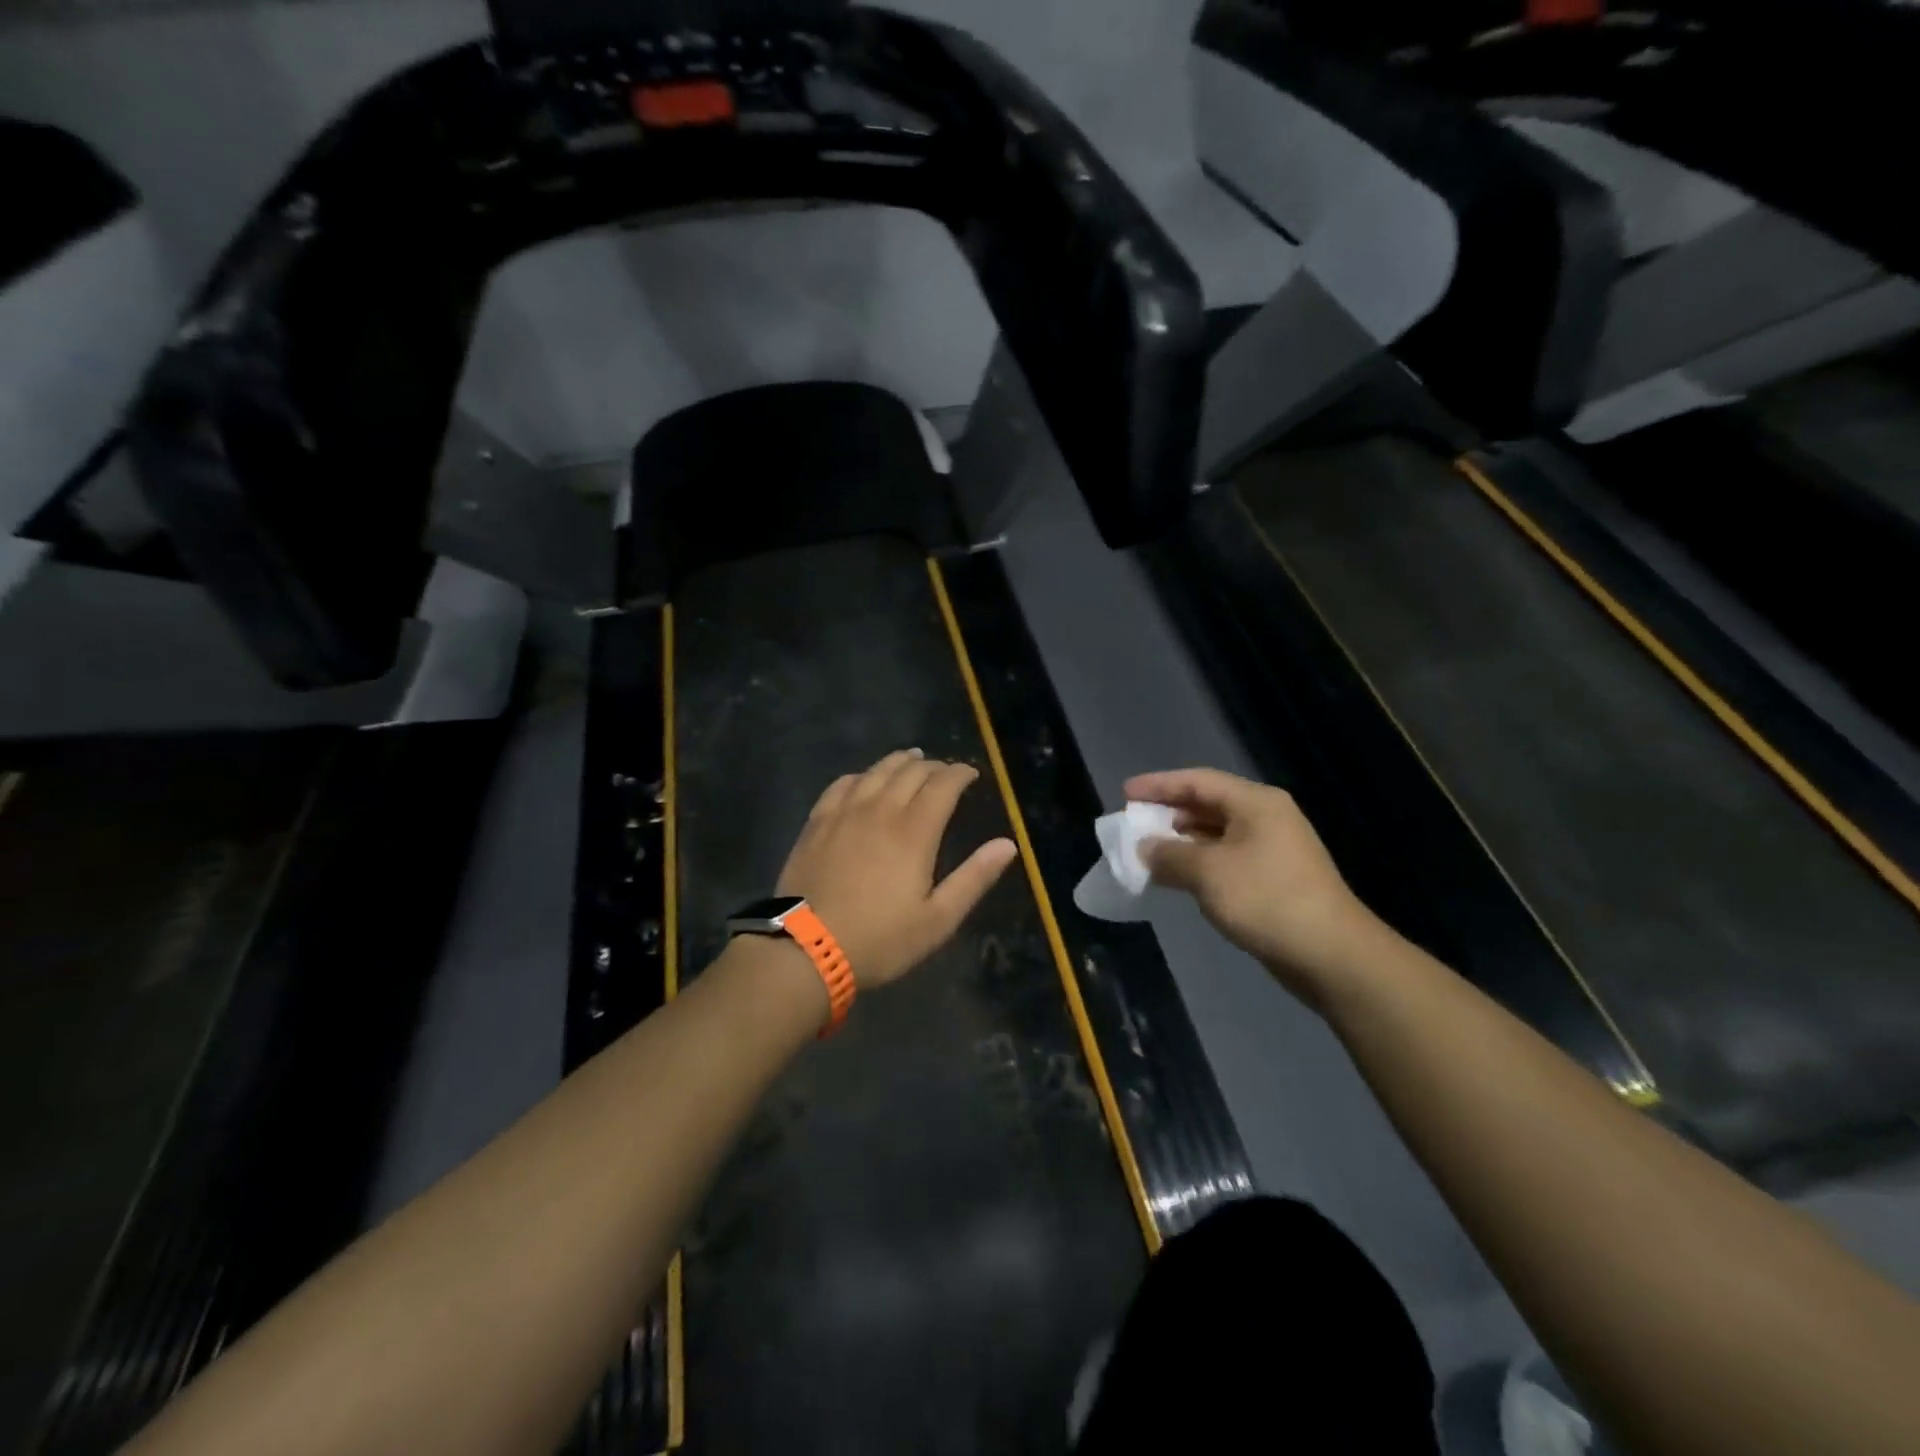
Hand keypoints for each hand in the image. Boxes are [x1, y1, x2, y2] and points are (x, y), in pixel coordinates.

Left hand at [778, 749, 1019, 989]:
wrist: (806, 950)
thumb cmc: (880, 939)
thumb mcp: (938, 920)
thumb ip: (974, 878)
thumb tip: (1007, 845)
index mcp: (914, 832)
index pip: (943, 785)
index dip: (960, 773)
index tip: (970, 774)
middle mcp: (880, 810)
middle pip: (911, 771)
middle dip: (933, 766)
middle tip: (945, 772)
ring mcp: (844, 813)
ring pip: (876, 771)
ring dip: (899, 762)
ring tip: (911, 760)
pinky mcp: (817, 822)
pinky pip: (842, 784)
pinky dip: (862, 775)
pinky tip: (864, 780)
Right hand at [1125, 768, 1388, 1007]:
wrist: (1331, 954)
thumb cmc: (1267, 900)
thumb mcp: (1208, 873)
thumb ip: (1169, 855)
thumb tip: (1144, 847)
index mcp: (1255, 803)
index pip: (1197, 781)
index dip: (1158, 785)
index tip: (1125, 793)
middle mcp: (1266, 818)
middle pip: (1208, 804)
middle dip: (1168, 812)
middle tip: (1133, 823)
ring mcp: (1273, 849)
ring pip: (1216, 834)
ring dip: (1182, 841)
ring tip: (1149, 850)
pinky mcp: (1275, 878)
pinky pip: (1226, 858)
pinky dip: (1199, 862)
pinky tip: (1178, 877)